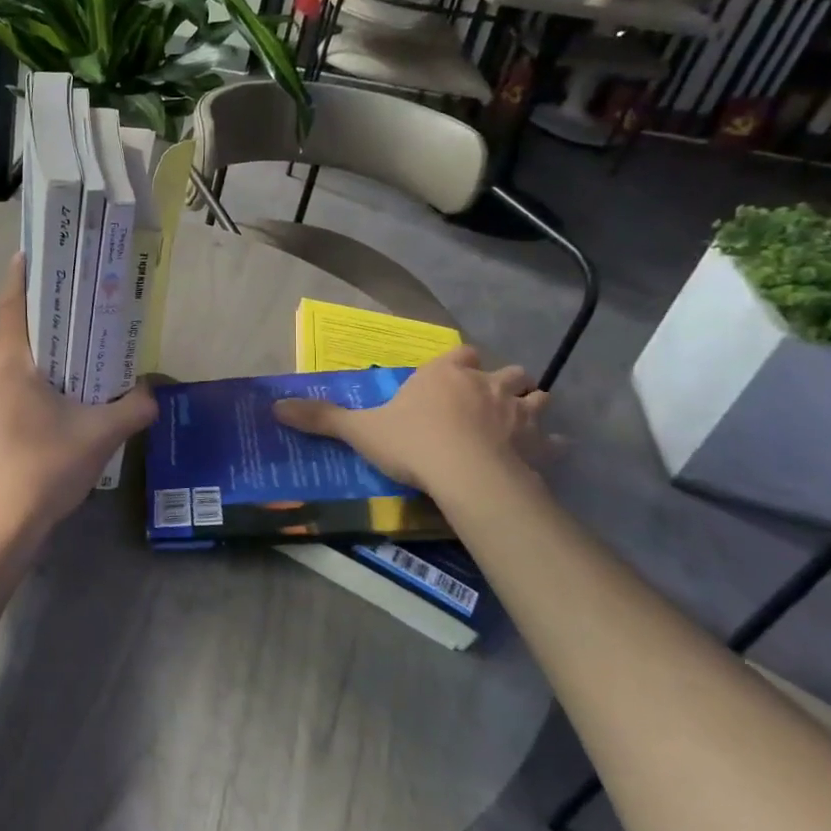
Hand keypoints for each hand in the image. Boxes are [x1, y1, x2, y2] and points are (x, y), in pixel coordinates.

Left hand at [0, 254, 156, 546]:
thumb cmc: (47, 468)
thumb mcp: (100, 437)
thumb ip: (132, 409)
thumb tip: (152, 395)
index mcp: (8, 365)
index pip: (11, 307)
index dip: (19, 278)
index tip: (24, 256)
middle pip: (1, 340)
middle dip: (25, 330)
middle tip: (53, 329)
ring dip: (13, 372)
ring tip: (43, 386)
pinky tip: (20, 431)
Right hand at [271, 346, 548, 495]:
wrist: (467, 475)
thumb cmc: (413, 443)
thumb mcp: (360, 431)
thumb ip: (322, 418)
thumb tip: (275, 406)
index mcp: (445, 373)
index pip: (460, 355)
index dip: (459, 365)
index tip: (453, 377)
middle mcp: (487, 384)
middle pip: (506, 371)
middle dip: (501, 382)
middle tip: (487, 401)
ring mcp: (519, 412)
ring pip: (537, 398)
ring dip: (530, 407)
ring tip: (519, 424)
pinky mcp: (540, 444)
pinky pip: (554, 441)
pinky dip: (550, 446)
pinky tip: (543, 456)